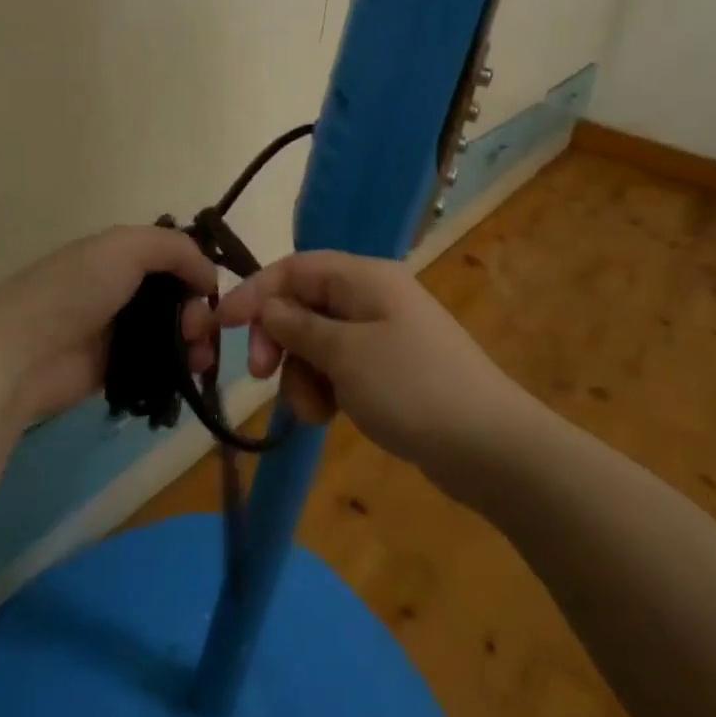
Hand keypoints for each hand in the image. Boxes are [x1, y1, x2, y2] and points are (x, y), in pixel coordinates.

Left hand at [0, 225, 217, 427]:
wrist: (23, 353)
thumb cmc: (76, 289)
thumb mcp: (127, 247)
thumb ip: (175, 249)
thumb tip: (209, 276)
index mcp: (116, 254)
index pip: (169, 256)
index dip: (194, 270)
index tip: (210, 291)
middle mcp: (117, 288)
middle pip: (173, 297)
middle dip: (197, 310)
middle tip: (201, 330)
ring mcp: (113, 332)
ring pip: (168, 332)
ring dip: (193, 341)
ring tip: (200, 356)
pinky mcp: (111, 370)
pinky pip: (154, 365)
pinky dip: (175, 367)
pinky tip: (188, 373)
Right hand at [200, 251, 518, 471]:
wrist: (491, 448)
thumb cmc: (412, 388)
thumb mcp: (345, 354)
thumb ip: (298, 326)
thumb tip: (268, 307)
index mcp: (364, 278)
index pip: (295, 268)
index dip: (255, 292)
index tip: (224, 326)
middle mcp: (372, 297)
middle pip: (304, 305)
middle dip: (279, 340)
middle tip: (263, 376)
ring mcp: (383, 335)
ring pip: (318, 341)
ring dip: (302, 373)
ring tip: (312, 411)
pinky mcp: (390, 370)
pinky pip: (341, 367)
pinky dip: (326, 387)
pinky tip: (330, 416)